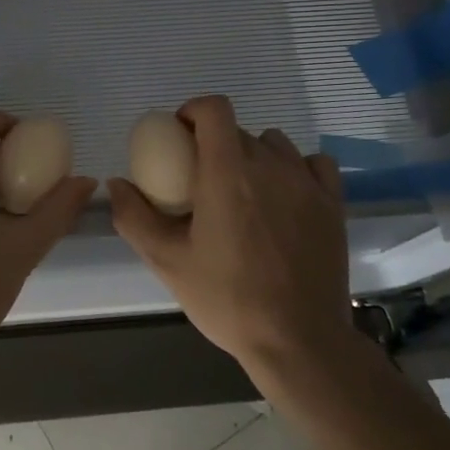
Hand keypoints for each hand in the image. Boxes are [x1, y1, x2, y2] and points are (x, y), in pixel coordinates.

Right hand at [108, 95, 351, 381]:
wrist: (298, 340)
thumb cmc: (227, 299)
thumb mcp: (167, 261)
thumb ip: (134, 217)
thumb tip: (117, 183)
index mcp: (228, 173)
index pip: (214, 108)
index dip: (193, 111)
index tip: (179, 136)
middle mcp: (270, 166)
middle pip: (238, 131)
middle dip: (214, 144)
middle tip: (201, 181)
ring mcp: (307, 183)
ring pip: (275, 144)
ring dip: (253, 155)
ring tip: (244, 191)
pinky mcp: (333, 203)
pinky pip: (313, 164)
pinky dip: (296, 168)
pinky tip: (285, 195)